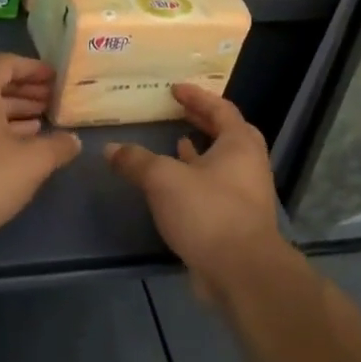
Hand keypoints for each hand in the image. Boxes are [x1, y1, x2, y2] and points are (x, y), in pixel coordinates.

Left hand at [0, 53, 81, 254]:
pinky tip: (16, 151)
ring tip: (40, 126)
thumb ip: (57, 147)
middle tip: (52, 103)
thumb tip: (72, 141)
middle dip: (25, 93)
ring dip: (12, 115)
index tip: (56, 79)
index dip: (33, 69)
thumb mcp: (31, 161)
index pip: (6, 63)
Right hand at [104, 85, 298, 305]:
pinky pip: (216, 187)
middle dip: (203, 121)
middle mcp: (249, 164)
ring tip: (174, 142)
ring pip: (222, 162)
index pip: (221, 108)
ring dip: (200, 151)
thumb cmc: (208, 212)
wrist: (242, 272)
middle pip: (227, 133)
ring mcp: (246, 194)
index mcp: (239, 144)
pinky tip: (176, 185)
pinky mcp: (238, 220)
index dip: (197, 97)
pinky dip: (197, 179)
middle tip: (178, 112)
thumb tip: (111, 148)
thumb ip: (137, 161)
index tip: (175, 89)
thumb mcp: (164, 180)